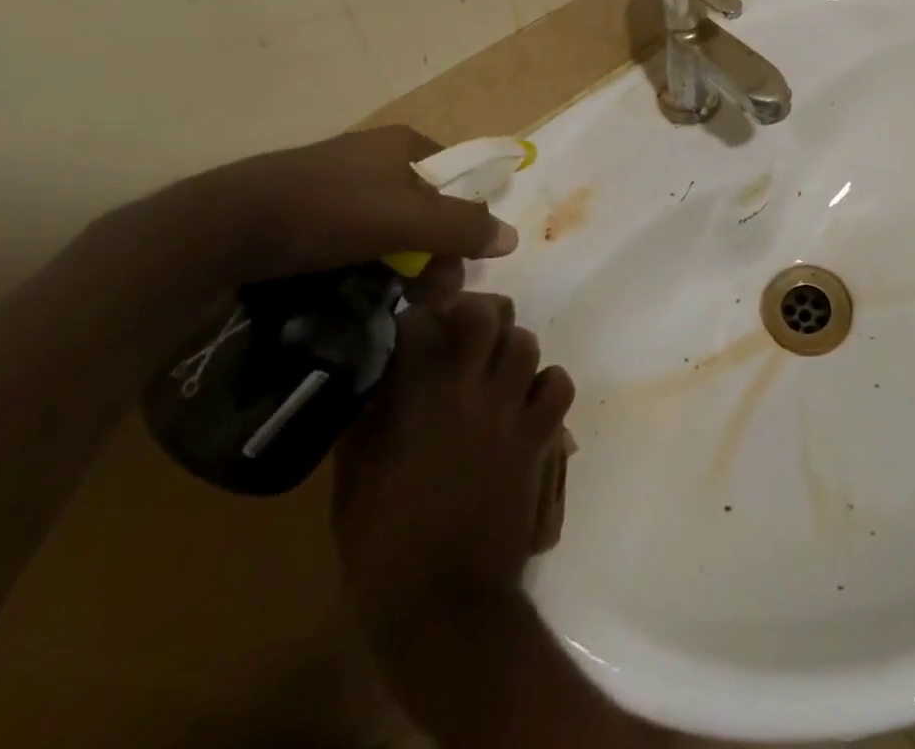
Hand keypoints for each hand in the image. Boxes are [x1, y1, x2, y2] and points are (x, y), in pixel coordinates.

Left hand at [100, 126, 517, 306]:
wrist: (219, 229)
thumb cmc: (328, 212)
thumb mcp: (408, 221)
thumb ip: (464, 228)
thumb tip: (512, 237)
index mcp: (403, 144)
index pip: (457, 179)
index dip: (466, 220)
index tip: (461, 263)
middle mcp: (374, 158)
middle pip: (426, 207)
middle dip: (435, 252)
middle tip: (428, 294)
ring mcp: (336, 184)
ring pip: (390, 228)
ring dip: (403, 265)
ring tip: (397, 302)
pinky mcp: (303, 212)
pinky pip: (353, 239)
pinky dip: (364, 264)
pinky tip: (356, 290)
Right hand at [332, 294, 575, 639]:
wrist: (445, 601)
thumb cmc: (386, 547)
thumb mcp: (355, 482)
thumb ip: (366, 424)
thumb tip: (375, 387)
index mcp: (421, 397)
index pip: (423, 325)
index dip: (416, 319)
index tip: (411, 327)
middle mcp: (473, 389)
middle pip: (488, 316)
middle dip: (475, 312)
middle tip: (462, 329)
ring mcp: (513, 409)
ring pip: (526, 342)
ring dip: (510, 347)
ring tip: (495, 366)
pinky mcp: (541, 435)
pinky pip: (558, 384)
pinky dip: (546, 384)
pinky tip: (528, 400)